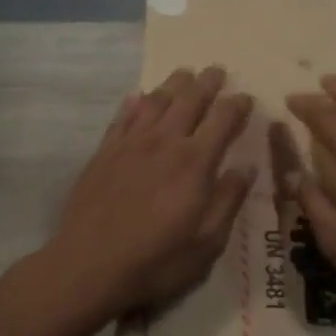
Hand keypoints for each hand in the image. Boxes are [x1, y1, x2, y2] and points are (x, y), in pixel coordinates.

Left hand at [39, 66, 254, 323]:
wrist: (89, 266)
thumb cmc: (156, 260)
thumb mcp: (207, 242)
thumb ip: (229, 200)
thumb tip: (247, 166)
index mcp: (195, 162)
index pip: (223, 119)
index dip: (237, 105)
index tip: (246, 97)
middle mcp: (164, 141)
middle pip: (189, 99)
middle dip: (207, 82)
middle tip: (217, 70)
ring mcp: (130, 143)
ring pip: (156, 100)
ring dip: (173, 84)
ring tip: (184, 74)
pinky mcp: (104, 152)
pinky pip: (123, 116)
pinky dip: (135, 101)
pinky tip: (139, 95)